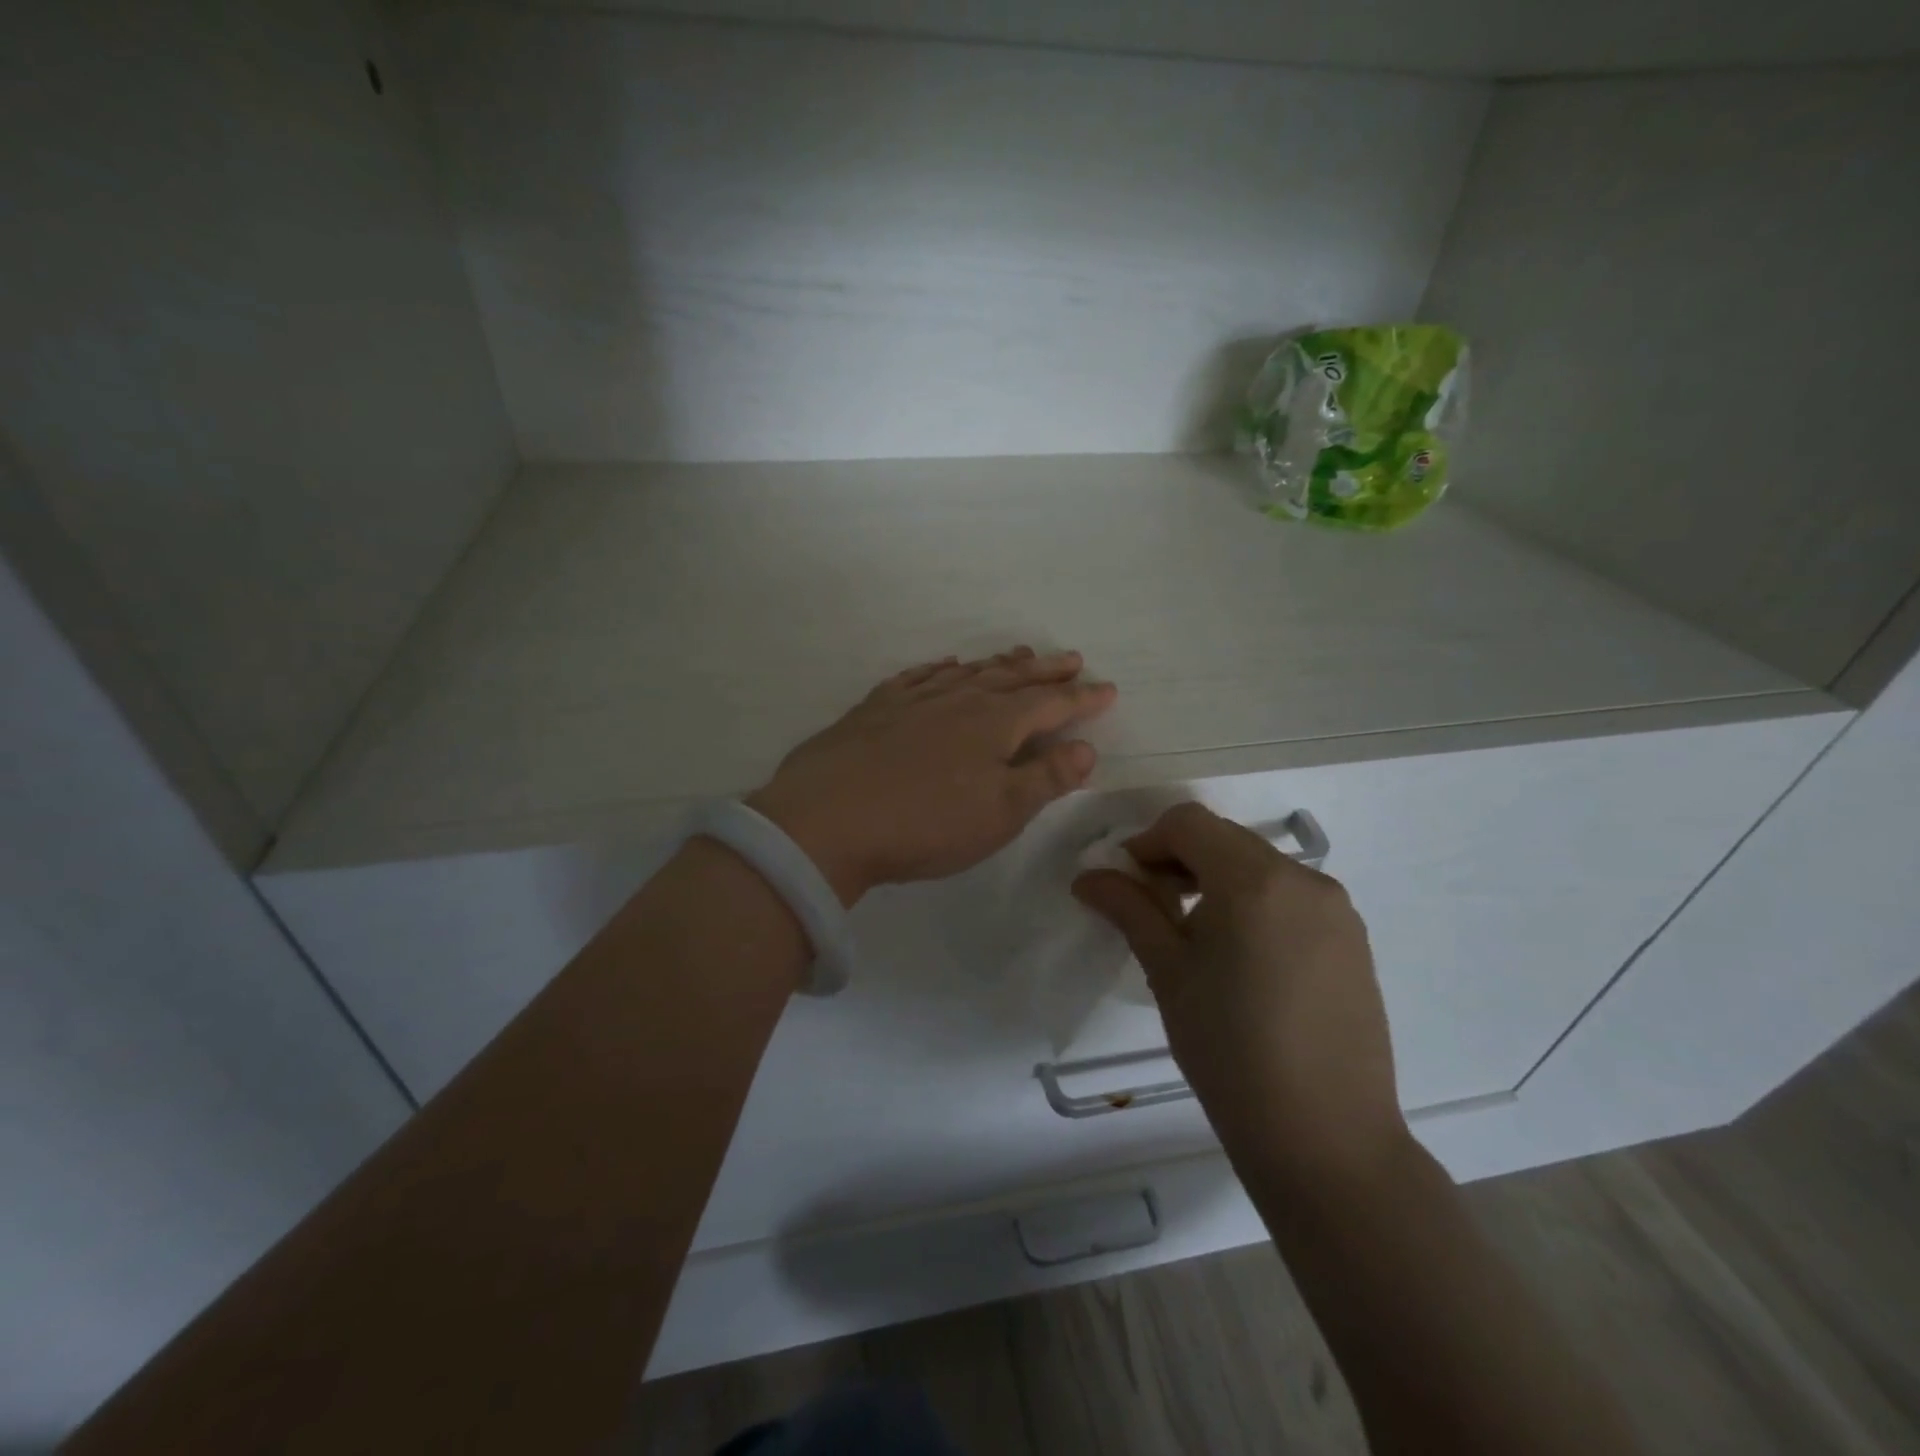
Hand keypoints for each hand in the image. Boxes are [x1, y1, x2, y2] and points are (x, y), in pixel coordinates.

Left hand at [748, 648, 1117, 905]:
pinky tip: (944, 666)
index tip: (1107, 688)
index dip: (1081, 698)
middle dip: (1045, 670)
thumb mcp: (1000, 813)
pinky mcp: (874, 709)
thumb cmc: (925, 824)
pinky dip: (939, 668)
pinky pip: (917, 677)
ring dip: (998, 664)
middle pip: (1011, 678)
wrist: (826, 820)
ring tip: (1019, 654)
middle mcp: (957, 700)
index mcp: (994, 724)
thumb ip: (1045, 778)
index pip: (1050, 704)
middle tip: (1071, 658)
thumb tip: (1085, 748)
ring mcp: (912, 700)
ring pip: (966, 672)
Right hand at [1072, 802, 1406, 1178]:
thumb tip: (1088, 876)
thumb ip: (1130, 909)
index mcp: (1255, 880)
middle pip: (1226, 840)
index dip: (1147, 841)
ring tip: (1195, 937)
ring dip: (1217, 880)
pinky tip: (1242, 958)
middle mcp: (1304, 879)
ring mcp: (1337, 909)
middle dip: (1180, 859)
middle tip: (1152, 908)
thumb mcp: (1168, 973)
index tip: (1125, 882)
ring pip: (1260, 866)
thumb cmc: (1230, 1051)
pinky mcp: (1354, 940)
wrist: (1326, 1140)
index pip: (1189, 824)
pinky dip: (1255, 903)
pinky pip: (1292, 897)